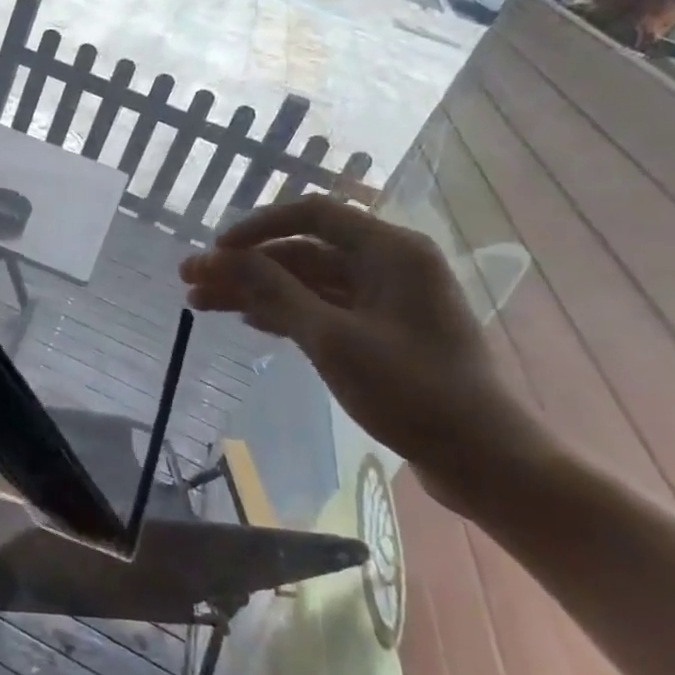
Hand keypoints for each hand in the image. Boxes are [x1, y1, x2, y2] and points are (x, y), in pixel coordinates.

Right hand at [181, 196, 549, 506]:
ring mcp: (386, 300)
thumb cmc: (411, 392)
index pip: (312, 214)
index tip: (215, 250)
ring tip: (201, 304)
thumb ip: (275, 292)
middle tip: (190, 281)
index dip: (257, 227)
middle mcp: (389, 264)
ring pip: (307, 282)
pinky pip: (322, 308)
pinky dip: (284, 312)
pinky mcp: (382, 332)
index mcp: (390, 251)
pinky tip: (247, 322)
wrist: (484, 459)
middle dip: (244, 265)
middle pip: (302, 251)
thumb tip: (221, 256)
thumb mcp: (332, 339)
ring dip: (256, 291)